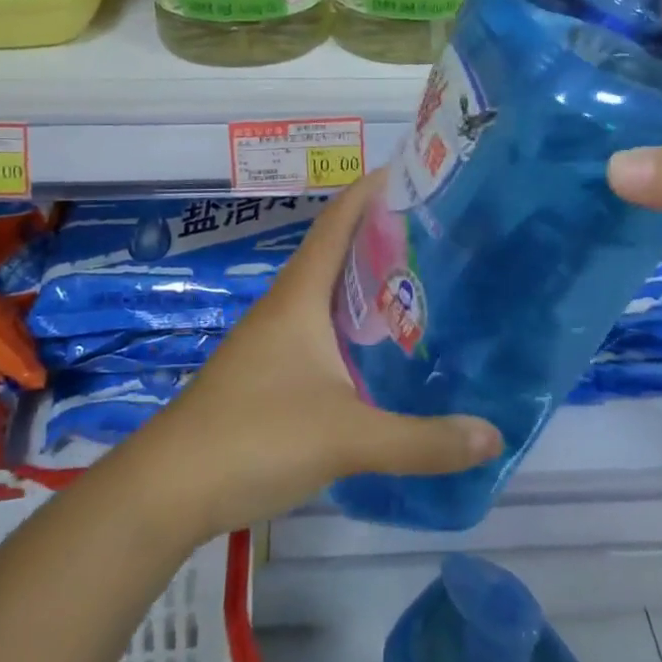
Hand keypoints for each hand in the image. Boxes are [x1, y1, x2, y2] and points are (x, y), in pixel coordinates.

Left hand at [124, 175, 501, 539]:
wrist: (168, 489)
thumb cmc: (255, 436)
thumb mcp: (347, 438)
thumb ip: (422, 440)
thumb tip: (494, 435)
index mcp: (300, 296)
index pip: (338, 222)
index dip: (370, 190)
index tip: (413, 172)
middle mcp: (285, 307)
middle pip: (337, 254)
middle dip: (383, 237)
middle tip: (441, 234)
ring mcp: (272, 342)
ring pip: (328, 296)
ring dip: (368, 284)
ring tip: (423, 285)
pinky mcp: (268, 374)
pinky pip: (320, 332)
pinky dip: (353, 327)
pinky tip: (381, 353)